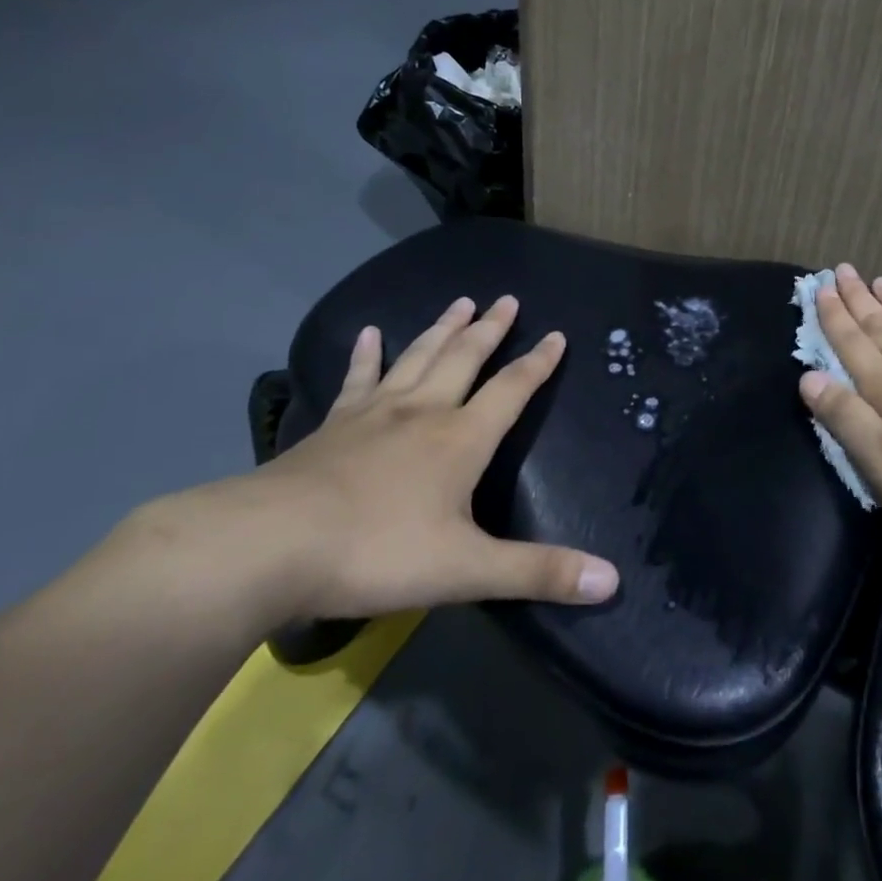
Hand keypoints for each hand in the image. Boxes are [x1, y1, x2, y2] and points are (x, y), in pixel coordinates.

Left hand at [196, 296, 619, 622]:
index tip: (557, 334)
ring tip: (460, 302)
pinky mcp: (332, 426)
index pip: (511, 390)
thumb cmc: (376, 553)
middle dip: (490, 329)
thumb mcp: (467, 570)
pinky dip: (365, 354)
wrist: (268, 547)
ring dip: (442, 329)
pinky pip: (357, 379)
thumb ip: (539, 573)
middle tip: (506, 299)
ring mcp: (373, 414)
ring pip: (417, 358)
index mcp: (461, 439)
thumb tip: (613, 581)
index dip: (538, 363)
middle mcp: (423, 412)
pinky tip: (368, 333)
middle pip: (464, 358)